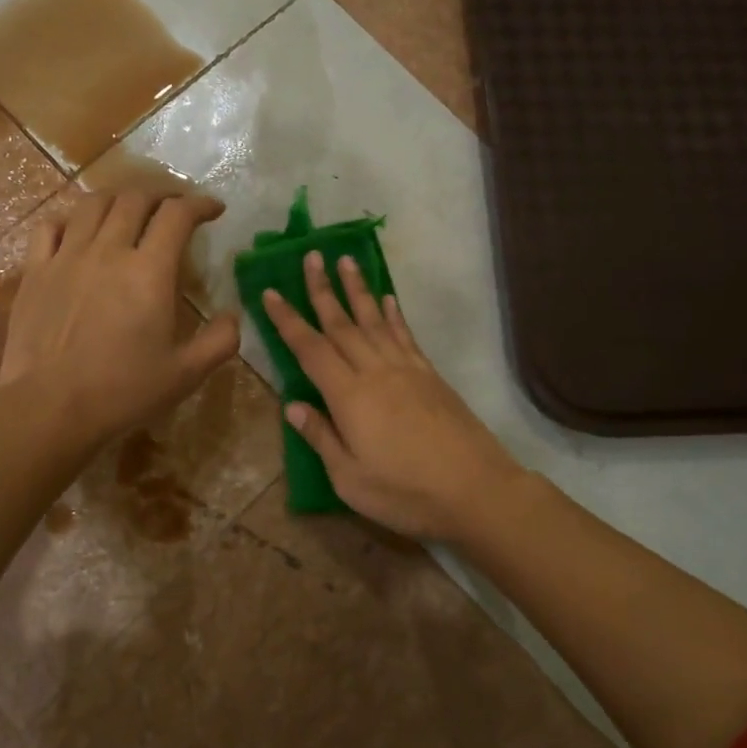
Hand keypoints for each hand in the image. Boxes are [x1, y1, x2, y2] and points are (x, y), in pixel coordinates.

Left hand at [0, 190, 239, 449]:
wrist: (50, 408)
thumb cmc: (123, 392)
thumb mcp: (186, 374)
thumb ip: (220, 341)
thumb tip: (235, 315)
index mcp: (149, 271)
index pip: (177, 215)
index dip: (200, 204)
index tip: (214, 209)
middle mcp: (108, 251)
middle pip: (135, 198)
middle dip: (162, 194)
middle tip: (175, 206)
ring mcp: (67, 257)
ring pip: (93, 204)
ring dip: (119, 198)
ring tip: (130, 209)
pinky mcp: (35, 271)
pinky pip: (51, 227)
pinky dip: (71, 219)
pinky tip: (79, 230)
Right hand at [261, 253, 523, 540]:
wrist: (475, 490)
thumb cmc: (405, 492)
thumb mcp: (350, 478)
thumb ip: (320, 438)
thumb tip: (291, 406)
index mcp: (348, 396)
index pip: (310, 349)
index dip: (288, 320)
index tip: (271, 292)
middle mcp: (375, 372)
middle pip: (342, 324)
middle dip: (322, 289)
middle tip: (311, 256)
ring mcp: (406, 370)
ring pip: (374, 321)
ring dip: (357, 289)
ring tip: (346, 260)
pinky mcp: (430, 375)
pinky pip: (405, 336)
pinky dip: (393, 314)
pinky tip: (387, 299)